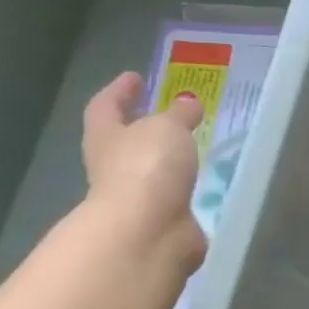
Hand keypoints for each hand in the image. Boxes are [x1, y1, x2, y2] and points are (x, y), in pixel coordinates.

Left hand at [80, 72, 206, 275]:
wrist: (149, 231)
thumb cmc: (147, 168)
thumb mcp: (167, 128)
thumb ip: (179, 114)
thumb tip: (188, 103)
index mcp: (106, 135)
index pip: (106, 105)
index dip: (119, 90)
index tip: (135, 77)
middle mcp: (112, 164)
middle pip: (122, 139)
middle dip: (142, 126)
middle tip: (166, 113)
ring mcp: (135, 195)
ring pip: (148, 168)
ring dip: (164, 158)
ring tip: (190, 147)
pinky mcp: (159, 218)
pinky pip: (171, 194)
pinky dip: (182, 185)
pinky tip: (201, 180)